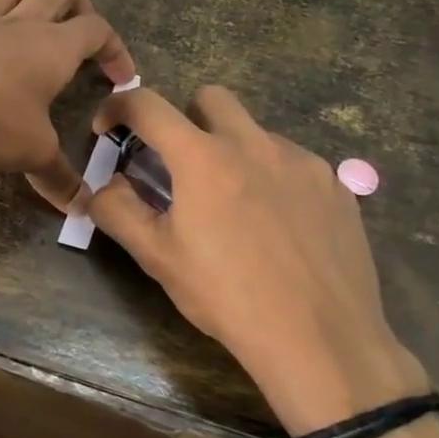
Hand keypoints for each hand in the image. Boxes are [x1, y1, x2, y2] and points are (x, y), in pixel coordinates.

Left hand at [0, 0, 135, 208]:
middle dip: (77, 5)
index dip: (116, 49)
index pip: (97, 30)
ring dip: (24, 0)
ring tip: (25, 29)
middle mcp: (17, 24)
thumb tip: (83, 207)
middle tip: (79, 37)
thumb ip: (59, 177)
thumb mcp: (31, 153)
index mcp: (52, 46)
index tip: (121, 77)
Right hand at [88, 86, 426, 434]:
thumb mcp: (158, 258)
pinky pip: (293, 162)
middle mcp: (254, 144)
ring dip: (231, 150)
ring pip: (255, 131)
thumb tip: (102, 185)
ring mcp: (302, 161)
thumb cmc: (227, 297)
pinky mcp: (336, 185)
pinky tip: (277, 225)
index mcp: (203, 158)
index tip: (108, 128)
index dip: (118, 107)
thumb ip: (118, 211)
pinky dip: (272, 177)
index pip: (148, 105)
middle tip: (179, 166)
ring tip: (232, 205)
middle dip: (185, 119)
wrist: (320, 339)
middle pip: (210, 98)